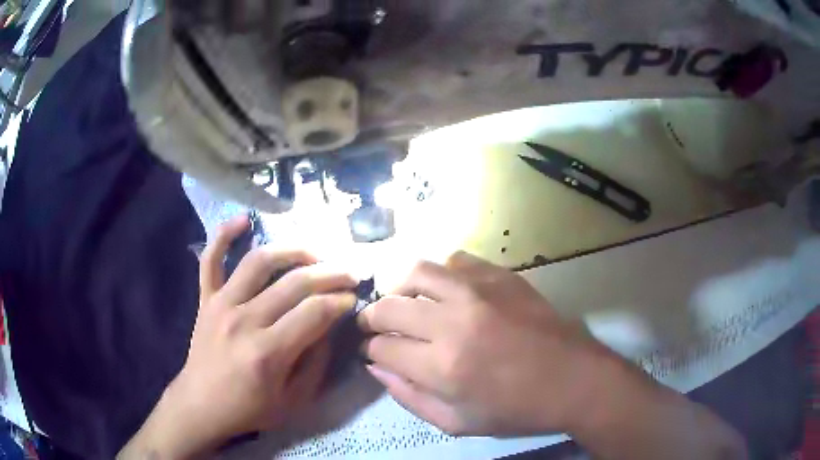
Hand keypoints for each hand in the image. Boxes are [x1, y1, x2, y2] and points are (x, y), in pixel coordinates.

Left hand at [119, 216, 358, 458]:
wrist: (201, 404)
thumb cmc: (249, 409)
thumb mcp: (294, 401)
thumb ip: (316, 363)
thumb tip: (329, 326)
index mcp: (268, 352)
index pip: (315, 313)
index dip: (340, 302)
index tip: (353, 299)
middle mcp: (244, 320)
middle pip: (294, 283)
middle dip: (330, 274)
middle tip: (349, 272)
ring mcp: (221, 304)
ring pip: (259, 261)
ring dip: (292, 250)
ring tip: (314, 252)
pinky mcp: (206, 298)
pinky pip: (211, 259)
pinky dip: (223, 235)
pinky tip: (243, 219)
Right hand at [359, 251, 608, 435]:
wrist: (573, 379)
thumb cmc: (515, 409)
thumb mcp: (456, 423)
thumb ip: (409, 397)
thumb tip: (377, 367)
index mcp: (442, 366)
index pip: (382, 346)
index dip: (370, 348)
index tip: (372, 349)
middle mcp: (453, 322)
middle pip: (389, 306)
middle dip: (372, 317)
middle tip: (374, 325)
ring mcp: (479, 292)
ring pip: (417, 272)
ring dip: (400, 287)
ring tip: (403, 301)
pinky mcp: (501, 276)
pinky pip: (456, 261)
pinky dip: (442, 275)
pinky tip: (448, 291)